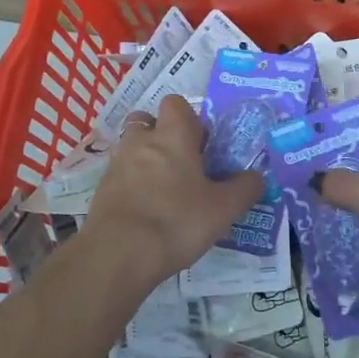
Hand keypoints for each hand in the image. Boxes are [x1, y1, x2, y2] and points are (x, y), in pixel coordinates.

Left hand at [87, 96, 264, 282]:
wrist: (118, 253)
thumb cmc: (176, 221)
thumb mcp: (223, 209)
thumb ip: (244, 189)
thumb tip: (257, 177)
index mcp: (173, 136)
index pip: (176, 104)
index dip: (189, 119)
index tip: (201, 144)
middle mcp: (141, 140)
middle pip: (147, 121)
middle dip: (161, 136)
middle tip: (181, 165)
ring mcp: (117, 164)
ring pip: (131, 148)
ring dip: (144, 160)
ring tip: (163, 191)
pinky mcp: (101, 189)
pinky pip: (119, 176)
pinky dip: (131, 185)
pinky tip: (145, 212)